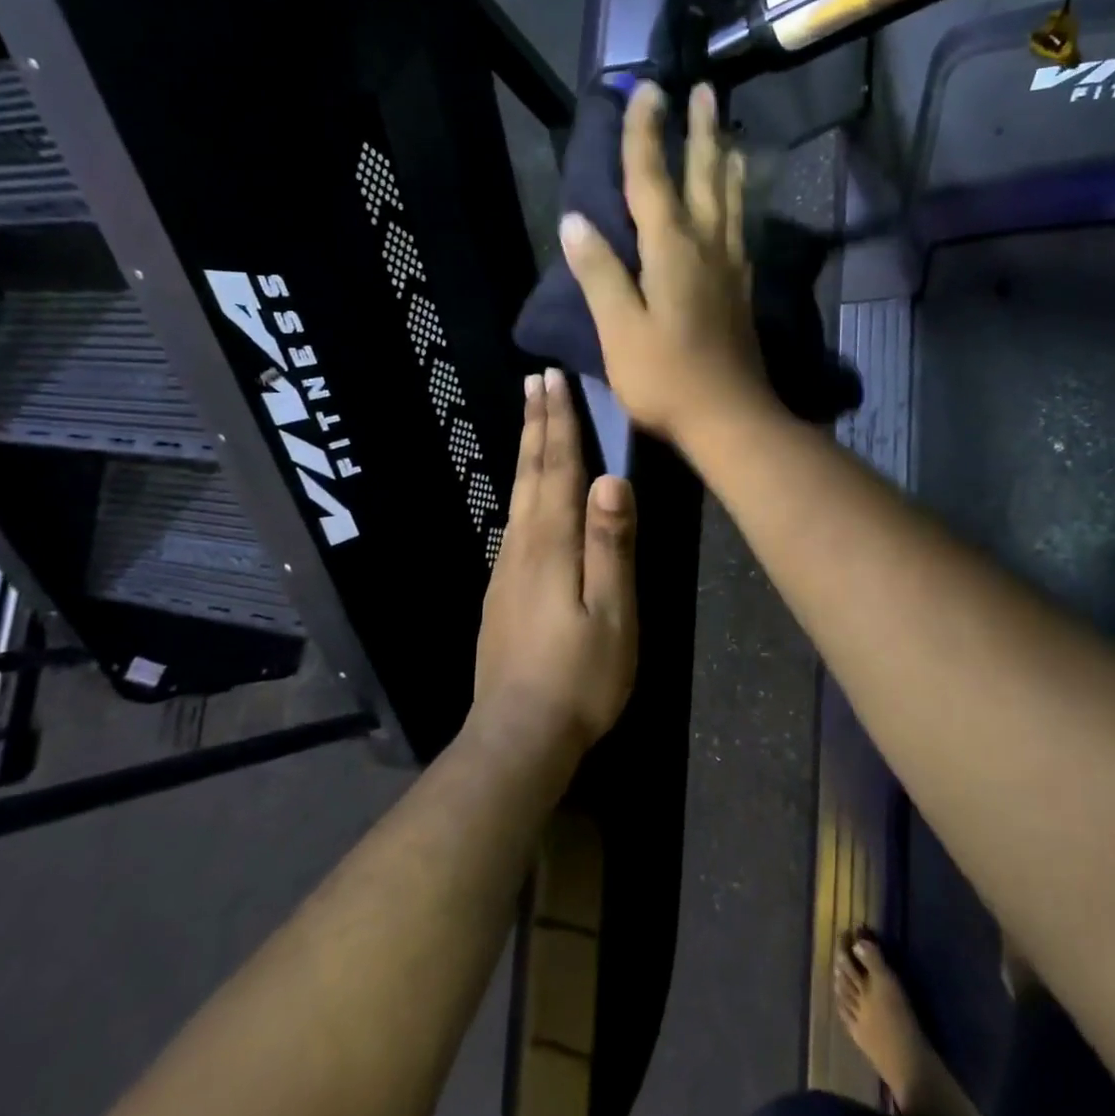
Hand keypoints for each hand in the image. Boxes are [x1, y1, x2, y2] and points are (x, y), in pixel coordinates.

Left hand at [472, 367, 637, 756]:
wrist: (518, 734)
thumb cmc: (580, 676)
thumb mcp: (612, 613)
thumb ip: (612, 545)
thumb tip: (612, 479)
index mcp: (553, 545)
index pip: (558, 469)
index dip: (558, 423)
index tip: (553, 380)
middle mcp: (523, 545)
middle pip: (530, 472)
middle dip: (536, 423)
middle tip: (534, 380)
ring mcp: (507, 568)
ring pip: (518, 493)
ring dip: (525, 449)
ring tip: (529, 418)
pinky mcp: (502, 590)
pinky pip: (514, 519)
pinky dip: (521, 487)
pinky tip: (525, 492)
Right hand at [559, 82, 773, 444]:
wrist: (729, 418)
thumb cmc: (666, 378)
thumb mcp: (620, 329)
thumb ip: (600, 274)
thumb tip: (575, 221)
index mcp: (671, 250)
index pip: (651, 180)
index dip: (645, 134)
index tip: (646, 89)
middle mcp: (707, 247)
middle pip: (704, 178)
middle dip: (700, 132)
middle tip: (705, 90)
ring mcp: (730, 269)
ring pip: (731, 201)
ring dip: (726, 162)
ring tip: (728, 135)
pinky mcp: (742, 292)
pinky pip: (741, 232)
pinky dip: (739, 206)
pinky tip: (739, 208)